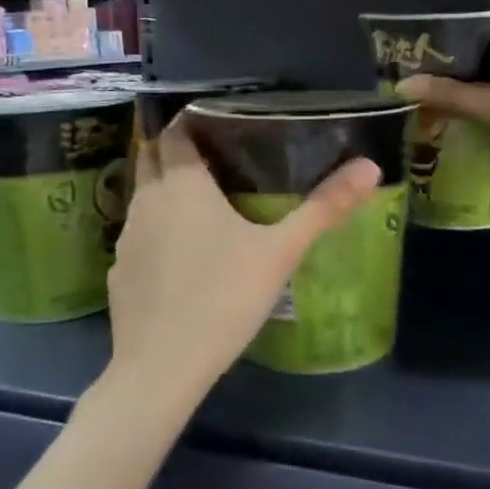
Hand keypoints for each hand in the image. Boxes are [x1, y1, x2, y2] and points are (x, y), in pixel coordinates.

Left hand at [104, 122, 379, 402]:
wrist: (161, 367)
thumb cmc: (224, 298)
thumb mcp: (281, 251)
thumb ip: (324, 207)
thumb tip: (370, 166)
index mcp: (182, 184)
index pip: (174, 132)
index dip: (190, 120)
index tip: (217, 120)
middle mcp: (146, 201)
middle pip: (151, 157)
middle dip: (173, 148)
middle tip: (213, 154)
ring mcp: (126, 238)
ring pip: (143, 197)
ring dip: (165, 189)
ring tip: (202, 201)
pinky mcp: (119, 272)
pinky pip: (138, 236)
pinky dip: (156, 231)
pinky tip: (181, 256)